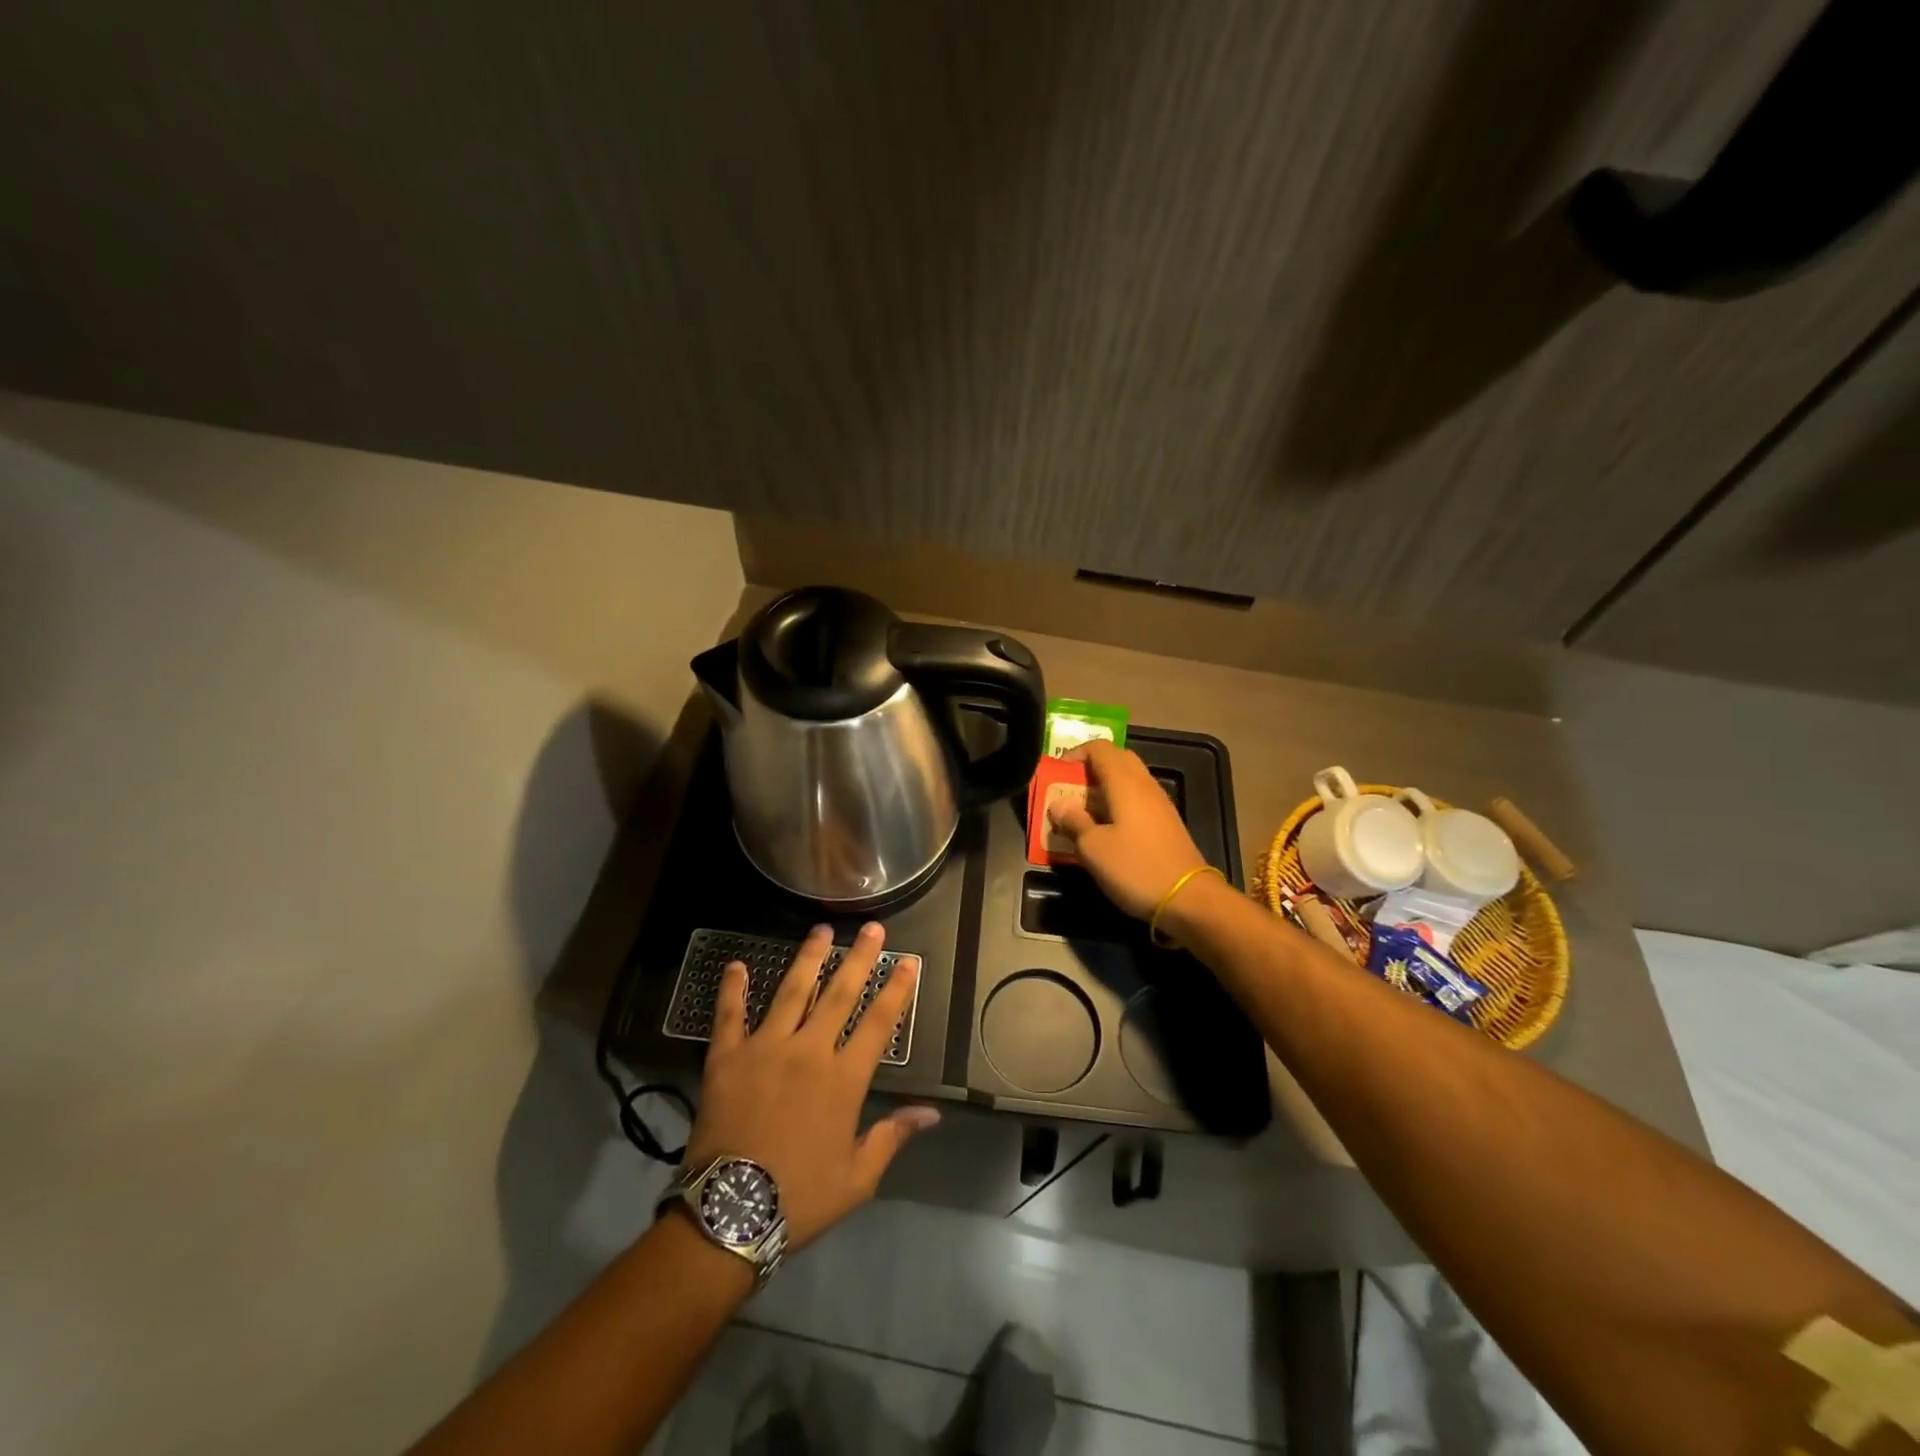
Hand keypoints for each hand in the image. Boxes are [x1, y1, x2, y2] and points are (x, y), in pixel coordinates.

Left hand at [682, 923, 939, 1249]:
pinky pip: (730, 1015)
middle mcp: (809, 1051)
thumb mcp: (857, 1177)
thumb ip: (892, 1136)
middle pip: (840, 994)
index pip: (879, 1023)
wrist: (729, 1214)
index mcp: (844, 1079)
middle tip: (872, 928)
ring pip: (792, 991)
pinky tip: (737, 964)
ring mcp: (765, 1048)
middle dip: (859, 958)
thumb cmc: (800, 1197)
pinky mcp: (727, 1057)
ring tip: (821, 929)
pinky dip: (733, 989)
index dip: (896, 989)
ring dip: (809, 958)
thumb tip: (932, 1112)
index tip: (908, 961)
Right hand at [1048, 740, 1208, 918]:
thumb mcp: (1093, 848)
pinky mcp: (1167, 823)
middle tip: (1068, 790)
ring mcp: (1159, 803)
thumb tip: (1059, 804)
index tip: (1057, 774)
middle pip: (1116, 759)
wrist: (1188, 899)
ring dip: (1103, 787)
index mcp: (1124, 783)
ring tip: (1082, 811)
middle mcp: (1144, 785)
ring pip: (1128, 780)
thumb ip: (1074, 821)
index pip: (1099, 748)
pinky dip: (1118, 803)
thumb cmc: (1135, 868)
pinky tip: (1107, 828)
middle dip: (1090, 768)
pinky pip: (1137, 799)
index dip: (1076, 754)